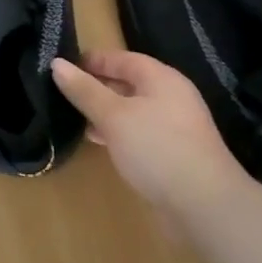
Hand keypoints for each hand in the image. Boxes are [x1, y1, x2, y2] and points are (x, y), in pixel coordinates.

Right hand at [52, 50, 242, 212]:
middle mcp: (170, 97)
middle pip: (129, 82)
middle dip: (97, 85)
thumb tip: (57, 64)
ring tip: (73, 116)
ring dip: (105, 111)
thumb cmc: (157, 148)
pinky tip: (98, 141)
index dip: (94, 60)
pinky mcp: (172, 153)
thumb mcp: (114, 116)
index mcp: (161, 79)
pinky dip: (116, 132)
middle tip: (63, 91)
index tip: (63, 65)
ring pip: (132, 109)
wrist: (204, 204)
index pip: (123, 58)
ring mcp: (173, 127)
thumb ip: (85, 90)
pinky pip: (138, 132)